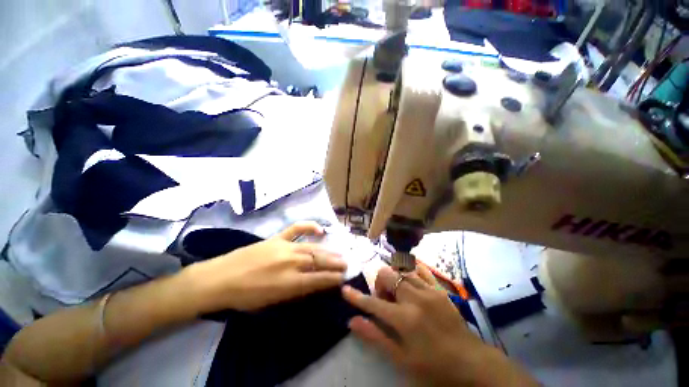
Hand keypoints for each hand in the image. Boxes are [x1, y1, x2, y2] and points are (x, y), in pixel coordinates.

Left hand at [184, 222, 346, 312]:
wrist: (219, 279)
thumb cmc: (245, 297)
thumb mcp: (272, 302)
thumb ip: (295, 292)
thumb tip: (313, 284)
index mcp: (290, 282)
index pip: (319, 279)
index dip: (333, 278)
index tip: (343, 277)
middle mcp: (291, 263)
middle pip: (319, 262)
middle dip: (335, 264)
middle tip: (346, 264)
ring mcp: (285, 248)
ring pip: (312, 248)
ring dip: (328, 251)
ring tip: (339, 253)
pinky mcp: (277, 238)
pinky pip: (296, 229)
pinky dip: (309, 227)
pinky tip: (320, 229)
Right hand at [342, 266, 537, 386]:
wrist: (472, 363)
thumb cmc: (434, 367)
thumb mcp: (402, 359)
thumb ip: (376, 337)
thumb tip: (353, 321)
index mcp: (404, 319)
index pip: (373, 303)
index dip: (357, 297)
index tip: (345, 290)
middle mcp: (415, 298)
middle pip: (387, 275)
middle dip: (380, 284)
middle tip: (384, 300)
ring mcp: (428, 290)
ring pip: (401, 269)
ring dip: (393, 277)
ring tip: (397, 292)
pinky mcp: (439, 288)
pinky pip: (420, 268)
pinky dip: (410, 268)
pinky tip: (408, 275)